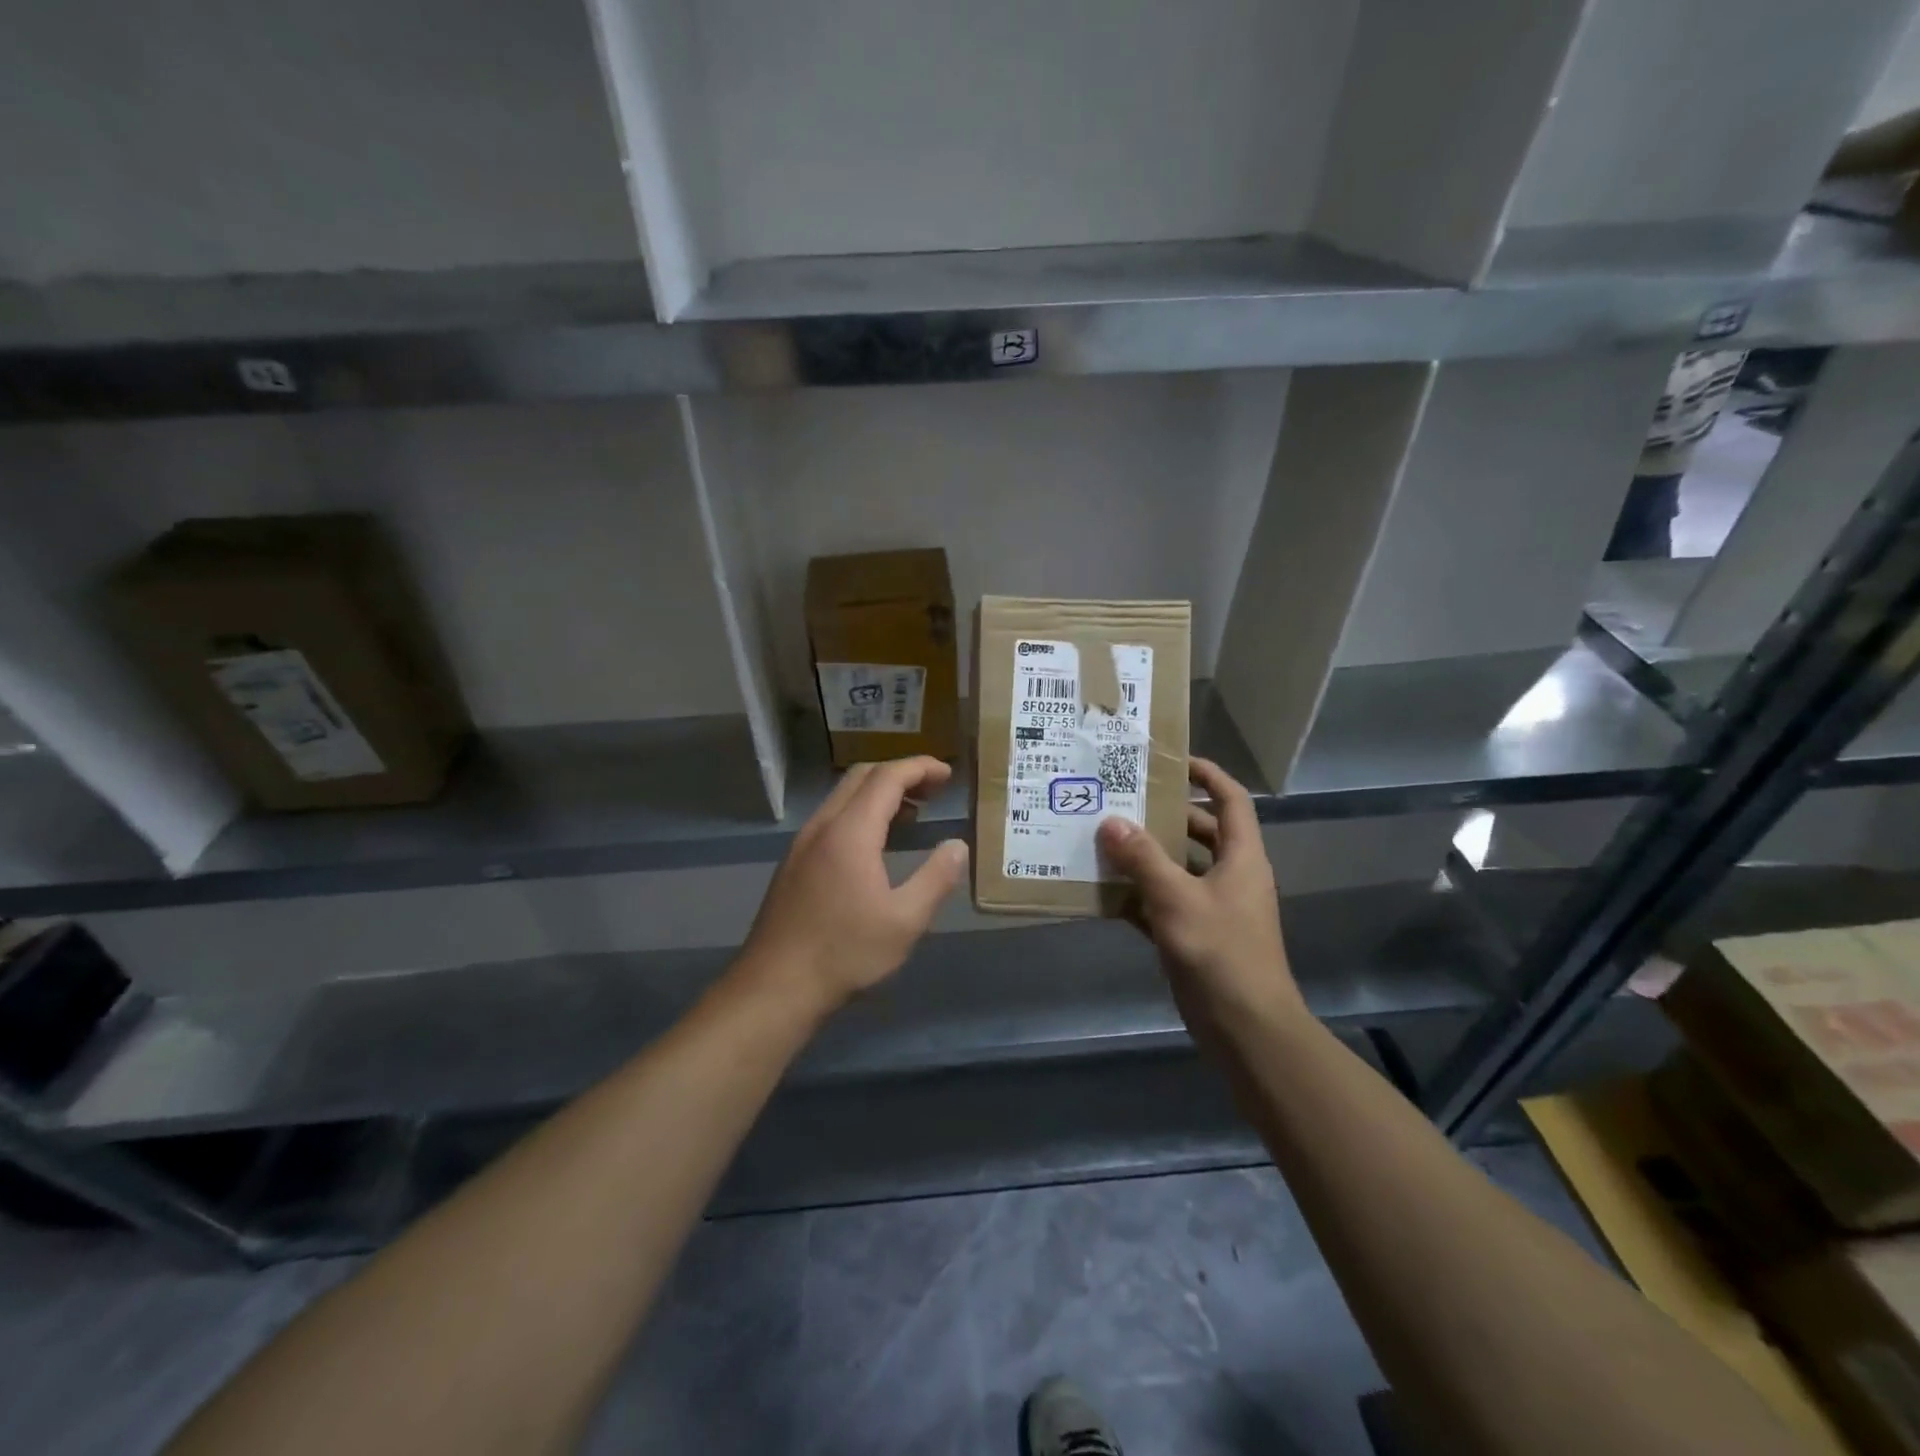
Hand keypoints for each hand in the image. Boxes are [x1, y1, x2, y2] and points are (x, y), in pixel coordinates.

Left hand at [740, 757, 969, 1016]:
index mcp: (850, 831)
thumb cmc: (845, 952)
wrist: (775, 986)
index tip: (947, 773)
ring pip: (843, 797)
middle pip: (862, 777)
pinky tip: (876, 844)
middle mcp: (823, 826)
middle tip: (934, 790)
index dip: (920, 767)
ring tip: (912, 814)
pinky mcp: (793, 863)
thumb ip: (936, 878)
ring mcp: (803, 843)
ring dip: (879, 794)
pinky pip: (832, 818)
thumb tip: (957, 846)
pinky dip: (860, 813)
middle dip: (900, 774)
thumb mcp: (905, 921)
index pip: (887, 777)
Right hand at [1097, 758, 1304, 1039]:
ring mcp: (1214, 907)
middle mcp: (1231, 875)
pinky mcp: (1196, 935)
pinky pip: (1164, 903)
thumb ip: (1142, 858)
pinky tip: (1104, 891)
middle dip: (1164, 816)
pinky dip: (1139, 895)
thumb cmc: (1220, 953)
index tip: (1171, 761)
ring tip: (1104, 840)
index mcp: (1241, 857)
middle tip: (1122, 800)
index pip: (1231, 799)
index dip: (1207, 774)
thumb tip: (1110, 821)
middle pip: (1200, 832)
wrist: (1245, 1028)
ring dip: (1146, 856)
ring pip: (1179, 868)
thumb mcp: (1177, 898)